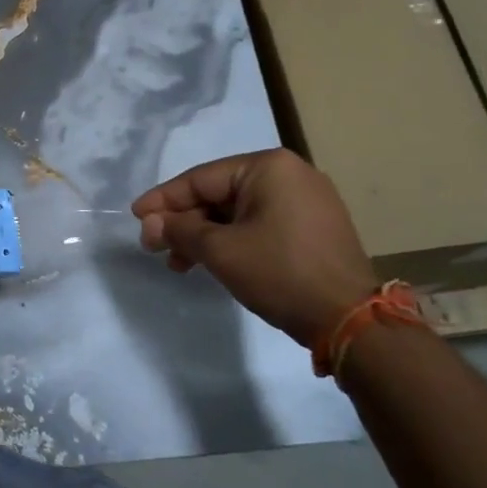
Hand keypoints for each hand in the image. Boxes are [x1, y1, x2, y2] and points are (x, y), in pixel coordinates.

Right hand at [131, 149, 377, 351]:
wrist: (350, 320)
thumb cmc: (280, 273)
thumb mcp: (221, 250)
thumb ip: (180, 230)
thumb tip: (149, 223)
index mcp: (269, 167)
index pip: (201, 179)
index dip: (164, 199)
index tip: (136, 216)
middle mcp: (290, 174)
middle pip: (219, 194)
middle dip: (184, 222)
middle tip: (155, 246)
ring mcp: (306, 201)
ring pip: (238, 212)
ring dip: (205, 236)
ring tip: (178, 264)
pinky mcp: (313, 227)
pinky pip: (260, 224)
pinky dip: (232, 241)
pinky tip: (212, 263)